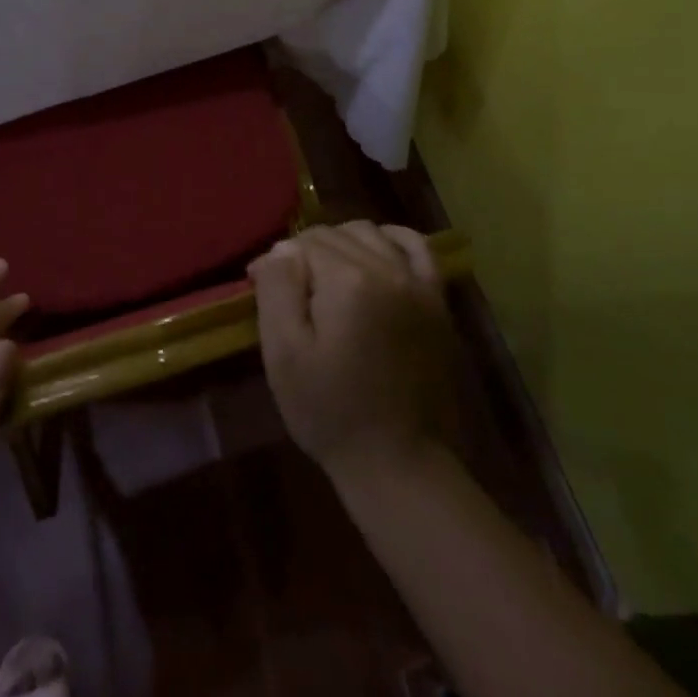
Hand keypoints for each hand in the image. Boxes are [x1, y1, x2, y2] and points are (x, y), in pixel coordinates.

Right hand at [249, 221, 458, 485]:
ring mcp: (419, 282)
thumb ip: (278, 289)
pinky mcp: (437, 301)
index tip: (260, 286)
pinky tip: (375, 251)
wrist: (399, 463)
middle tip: (289, 288)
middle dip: (306, 253)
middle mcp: (388, 268)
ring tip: (325, 276)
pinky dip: (391, 239)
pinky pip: (416, 247)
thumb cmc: (331, 411)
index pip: (303, 244)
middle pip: (335, 234)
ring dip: (342, 243)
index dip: (277, 262)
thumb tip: (280, 249)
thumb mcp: (284, 354)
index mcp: (349, 279)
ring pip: (370, 233)